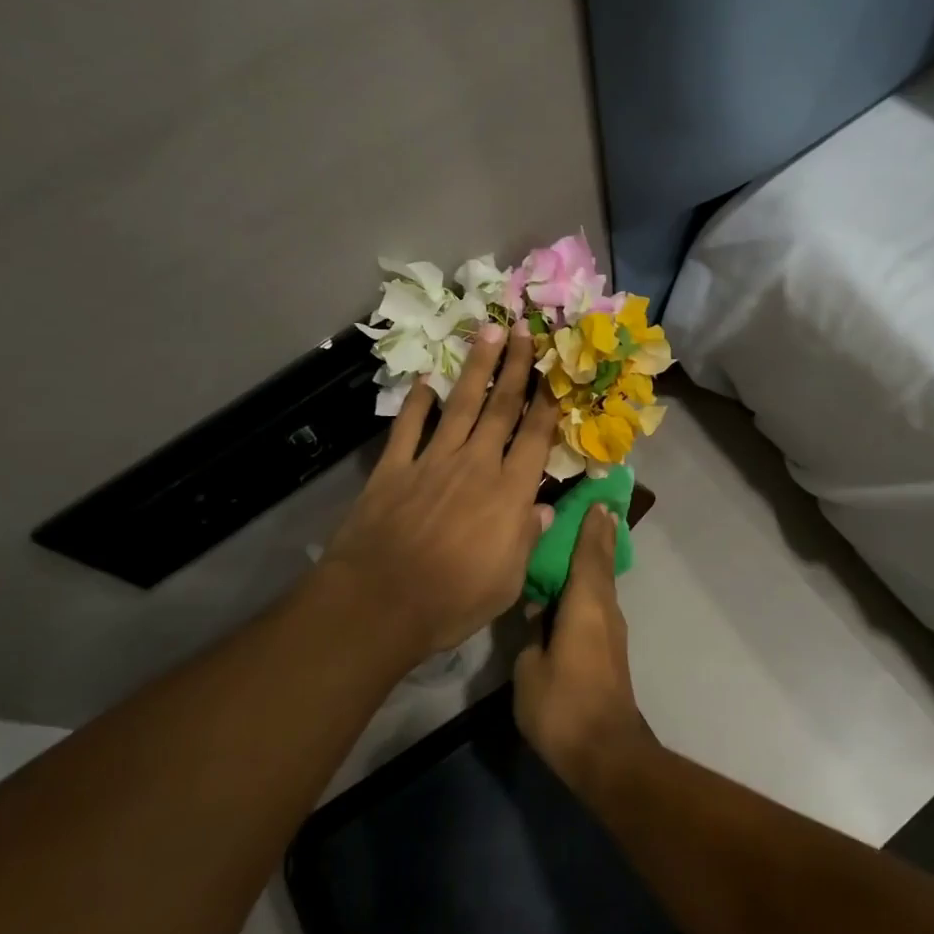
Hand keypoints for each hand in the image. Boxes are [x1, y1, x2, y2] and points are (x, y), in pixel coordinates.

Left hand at [320, 321, 559, 663]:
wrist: (379, 604)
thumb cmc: (453, 600)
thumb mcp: (507, 581)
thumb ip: (528, 538)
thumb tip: (546, 509)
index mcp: (509, 492)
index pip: (535, 436)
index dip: (548, 399)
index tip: (555, 367)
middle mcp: (475, 465)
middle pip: (500, 408)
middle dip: (515, 367)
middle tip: (523, 329)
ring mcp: (431, 462)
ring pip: (460, 406)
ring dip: (476, 369)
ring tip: (487, 333)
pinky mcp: (393, 469)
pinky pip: (408, 427)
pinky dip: (416, 402)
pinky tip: (425, 380)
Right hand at [514, 504, 652, 789]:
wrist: (605, 752)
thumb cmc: (563, 705)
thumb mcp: (530, 668)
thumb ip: (531, 633)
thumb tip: (536, 611)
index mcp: (586, 604)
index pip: (589, 553)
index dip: (591, 526)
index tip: (595, 500)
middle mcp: (604, 609)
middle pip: (601, 563)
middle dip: (598, 535)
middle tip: (594, 507)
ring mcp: (610, 630)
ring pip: (601, 583)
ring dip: (594, 558)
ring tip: (580, 537)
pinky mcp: (609, 649)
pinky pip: (598, 603)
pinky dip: (589, 584)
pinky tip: (573, 586)